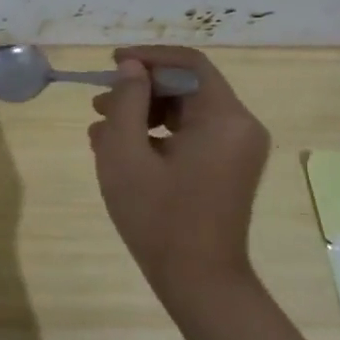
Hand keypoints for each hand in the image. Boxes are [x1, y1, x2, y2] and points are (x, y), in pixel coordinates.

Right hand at [87, 46, 270, 297]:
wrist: (199, 281)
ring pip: (187, 110)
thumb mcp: (126, 154)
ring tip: (102, 129)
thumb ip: (127, 102)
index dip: (147, 57)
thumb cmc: (158, 217)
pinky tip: (123, 150)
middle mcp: (240, 126)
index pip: (188, 63)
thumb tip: (131, 67)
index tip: (111, 64)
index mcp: (224, 118)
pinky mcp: (229, 167)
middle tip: (99, 103)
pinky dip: (158, 133)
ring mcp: (237, 148)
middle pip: (187, 86)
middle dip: (140, 89)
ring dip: (144, 112)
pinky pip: (192, 133)